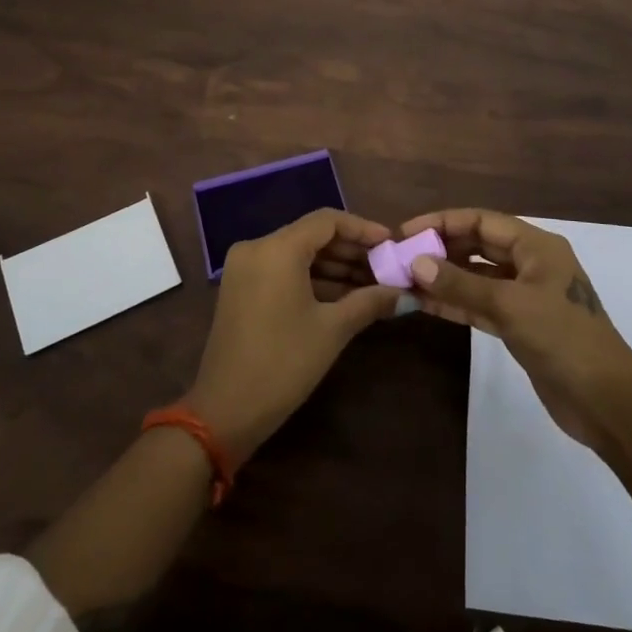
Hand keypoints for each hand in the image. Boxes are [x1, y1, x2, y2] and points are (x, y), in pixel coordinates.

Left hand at [187, 208, 402, 462]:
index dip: (363, 229)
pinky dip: (312, 278)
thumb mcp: (332, 330)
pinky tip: (344, 295)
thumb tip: (406, 294)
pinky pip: (283, 270)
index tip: (391, 243)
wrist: (225, 410)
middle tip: (386, 267)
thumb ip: (370, 301)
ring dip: (334, 266)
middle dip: (351, 250)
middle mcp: (257, 247)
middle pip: (312, 235)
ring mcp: (245, 267)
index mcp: (277, 248)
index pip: (327, 221)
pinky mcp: (241, 288)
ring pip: (298, 254)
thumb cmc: (283, 363)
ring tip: (372, 283)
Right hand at [402, 208, 631, 451]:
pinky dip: (456, 302)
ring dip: (445, 278)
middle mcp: (531, 264)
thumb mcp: (509, 305)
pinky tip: (426, 304)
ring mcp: (526, 296)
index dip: (442, 222)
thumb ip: (461, 284)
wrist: (607, 402)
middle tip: (401, 258)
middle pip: (478, 245)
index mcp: (536, 246)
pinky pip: (481, 304)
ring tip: (406, 280)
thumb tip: (416, 263)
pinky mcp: (521, 326)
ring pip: (477, 277)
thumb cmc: (563, 338)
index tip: (406, 233)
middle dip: (441, 249)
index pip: (481, 221)